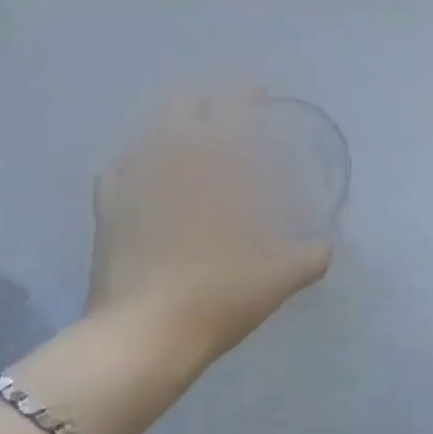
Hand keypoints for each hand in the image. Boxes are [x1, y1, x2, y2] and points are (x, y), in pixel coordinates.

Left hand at [87, 92, 333, 365]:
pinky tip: (149, 176)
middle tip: (229, 118)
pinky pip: (123, 167)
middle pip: (182, 107)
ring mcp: (131, 182)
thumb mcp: (276, 280)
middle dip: (207, 103)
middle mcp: (168, 161)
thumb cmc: (215, 296)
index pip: (227, 109)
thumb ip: (307, 258)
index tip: (259, 98)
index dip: (244, 96)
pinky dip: (141, 160)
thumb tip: (325, 249)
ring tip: (192, 145)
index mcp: (212, 166)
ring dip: (174, 129)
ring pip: (151, 133)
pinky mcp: (107, 209)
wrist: (141, 336)